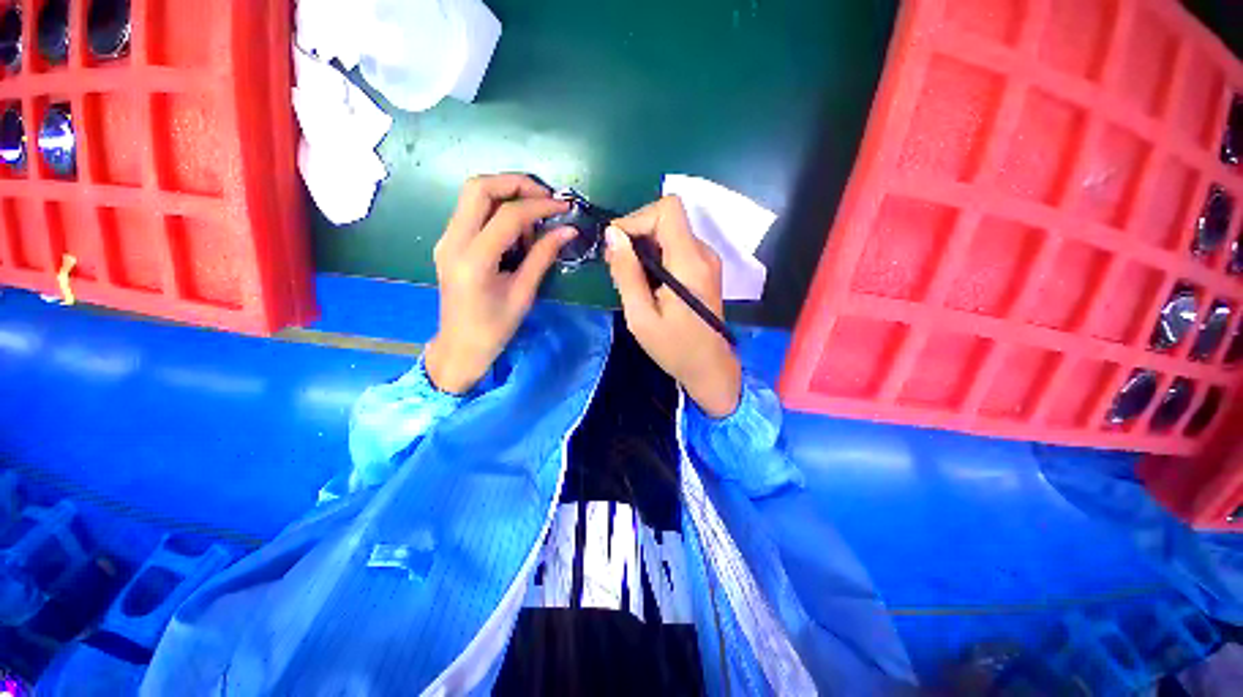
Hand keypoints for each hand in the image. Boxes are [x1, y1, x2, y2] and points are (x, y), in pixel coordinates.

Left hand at [425, 174, 576, 393]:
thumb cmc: (495, 327)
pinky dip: (497, 210)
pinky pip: (472, 211)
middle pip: (479, 187)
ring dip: (507, 196)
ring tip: (534, 224)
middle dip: (516, 183)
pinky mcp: (449, 242)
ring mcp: (446, 239)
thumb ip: (543, 257)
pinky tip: (516, 233)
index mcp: (474, 260)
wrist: (460, 346)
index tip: (565, 207)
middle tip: (546, 197)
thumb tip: (568, 230)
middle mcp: (453, 241)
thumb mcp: (524, 294)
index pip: (508, 215)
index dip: (540, 205)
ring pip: (473, 195)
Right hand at [605, 196, 741, 417]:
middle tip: (618, 267)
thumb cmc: (675, 348)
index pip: (667, 209)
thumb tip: (613, 235)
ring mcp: (707, 261)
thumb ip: (627, 273)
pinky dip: (657, 257)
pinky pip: (677, 248)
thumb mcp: (641, 316)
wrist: (710, 369)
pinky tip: (648, 284)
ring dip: (645, 248)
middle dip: (637, 234)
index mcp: (689, 262)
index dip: (637, 218)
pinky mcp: (705, 270)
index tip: (617, 246)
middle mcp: (703, 253)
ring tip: (631, 279)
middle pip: (668, 218)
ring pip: (671, 232)